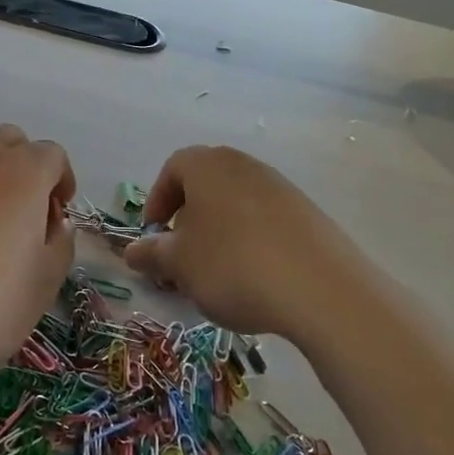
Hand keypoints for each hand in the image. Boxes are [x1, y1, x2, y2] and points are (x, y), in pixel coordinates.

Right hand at [123, 146, 377, 345]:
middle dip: (187, 218)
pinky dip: (251, 241)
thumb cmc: (232, 265)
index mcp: (208, 165)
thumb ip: (151, 254)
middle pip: (206, 183)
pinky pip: (266, 220)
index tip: (153, 236)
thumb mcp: (179, 264)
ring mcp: (280, 187)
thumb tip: (132, 250)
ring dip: (219, 231)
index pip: (172, 168)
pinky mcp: (308, 214)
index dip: (156, 201)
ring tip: (217, 272)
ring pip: (236, 203)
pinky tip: (255, 277)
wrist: (321, 289)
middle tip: (182, 255)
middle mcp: (244, 165)